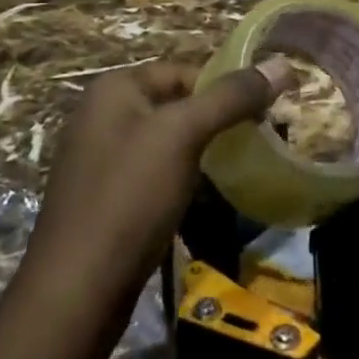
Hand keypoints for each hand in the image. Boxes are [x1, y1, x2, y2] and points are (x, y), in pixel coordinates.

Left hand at [17, 58, 292, 321]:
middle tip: (256, 145)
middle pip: (177, 104)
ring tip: (237, 173)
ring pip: (167, 142)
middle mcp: (103, 115)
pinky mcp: (105, 199)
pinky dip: (180, 180)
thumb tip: (283, 63)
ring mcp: (100, 159)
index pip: (185, 71)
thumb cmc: (129, 197)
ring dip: (202, 154)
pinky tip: (200, 201)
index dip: (226, 89)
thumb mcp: (184, 135)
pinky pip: (154, 174)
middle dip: (217, 122)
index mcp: (114, 88)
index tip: (263, 117)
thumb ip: (232, 96)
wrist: (75, 294)